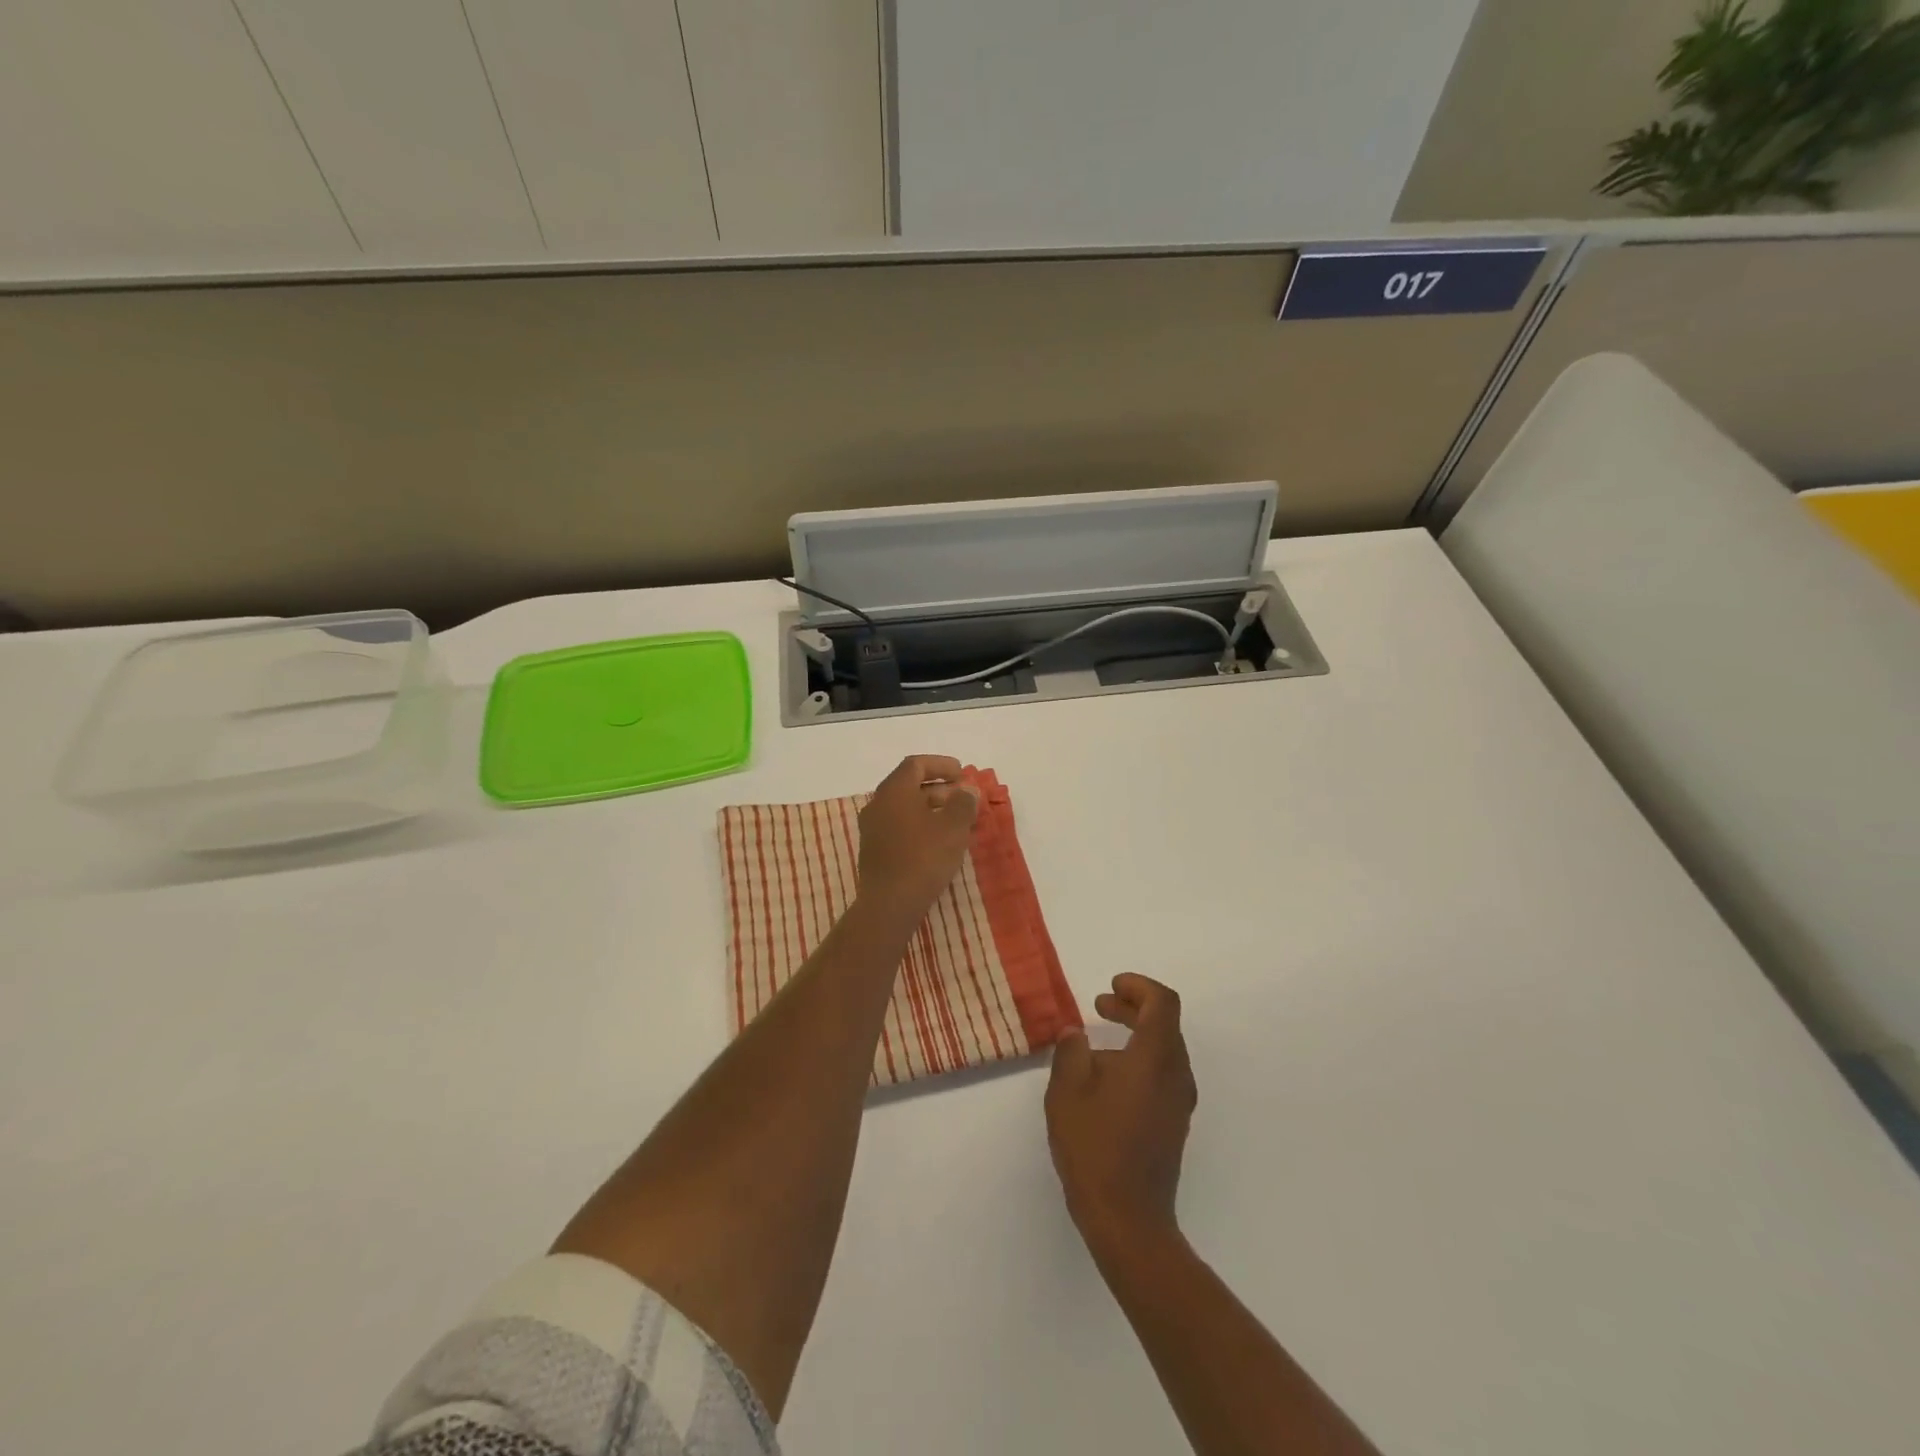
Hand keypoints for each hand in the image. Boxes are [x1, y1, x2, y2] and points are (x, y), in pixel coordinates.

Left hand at [855, 755, 978, 921]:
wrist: (889, 904)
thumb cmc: (923, 858)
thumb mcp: (953, 828)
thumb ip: (963, 803)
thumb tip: (967, 791)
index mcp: (894, 791)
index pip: (916, 765)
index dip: (941, 765)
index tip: (962, 773)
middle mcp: (878, 804)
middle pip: (909, 785)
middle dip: (939, 788)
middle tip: (964, 798)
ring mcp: (873, 829)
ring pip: (905, 808)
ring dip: (931, 808)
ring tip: (957, 821)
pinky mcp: (874, 851)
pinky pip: (900, 826)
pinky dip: (920, 825)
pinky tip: (939, 841)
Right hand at [1046, 974, 1197, 1255]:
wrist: (1128, 1220)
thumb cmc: (1095, 1146)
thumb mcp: (1068, 1090)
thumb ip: (1071, 1051)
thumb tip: (1076, 1034)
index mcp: (1156, 1057)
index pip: (1162, 1002)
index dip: (1138, 986)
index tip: (1110, 986)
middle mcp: (1177, 1074)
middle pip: (1164, 1024)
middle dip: (1132, 1007)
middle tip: (1100, 1005)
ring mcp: (1179, 1103)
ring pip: (1164, 1051)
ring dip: (1134, 1036)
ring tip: (1094, 1046)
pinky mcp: (1174, 1125)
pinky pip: (1162, 1076)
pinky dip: (1138, 1061)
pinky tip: (1105, 1082)